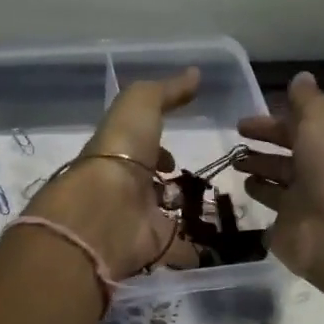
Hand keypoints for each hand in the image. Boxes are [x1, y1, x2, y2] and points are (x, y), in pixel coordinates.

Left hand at [26, 67, 201, 278]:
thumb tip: (195, 74)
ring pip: (164, 217)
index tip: (175, 153)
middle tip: (198, 184)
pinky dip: (194, 250)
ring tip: (216, 212)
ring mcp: (137, 221)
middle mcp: (125, 188)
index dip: (158, 149)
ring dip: (182, 215)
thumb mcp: (140, 105)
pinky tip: (217, 246)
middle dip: (169, 184)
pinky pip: (178, 249)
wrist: (105, 211)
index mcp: (118, 154)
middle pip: (150, 185)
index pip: (140, 150)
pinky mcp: (153, 248)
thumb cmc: (120, 152)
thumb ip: (166, 91)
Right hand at [235, 71, 323, 302]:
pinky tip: (239, 196)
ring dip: (259, 172)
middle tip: (233, 145)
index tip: (242, 123)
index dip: (272, 123)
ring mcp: (303, 203)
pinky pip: (271, 212)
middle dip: (262, 148)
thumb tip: (300, 78)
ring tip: (233, 167)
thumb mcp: (322, 119)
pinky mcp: (288, 229)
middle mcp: (317, 172)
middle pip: (286, 156)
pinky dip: (259, 202)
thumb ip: (307, 100)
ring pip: (277, 183)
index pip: (297, 128)